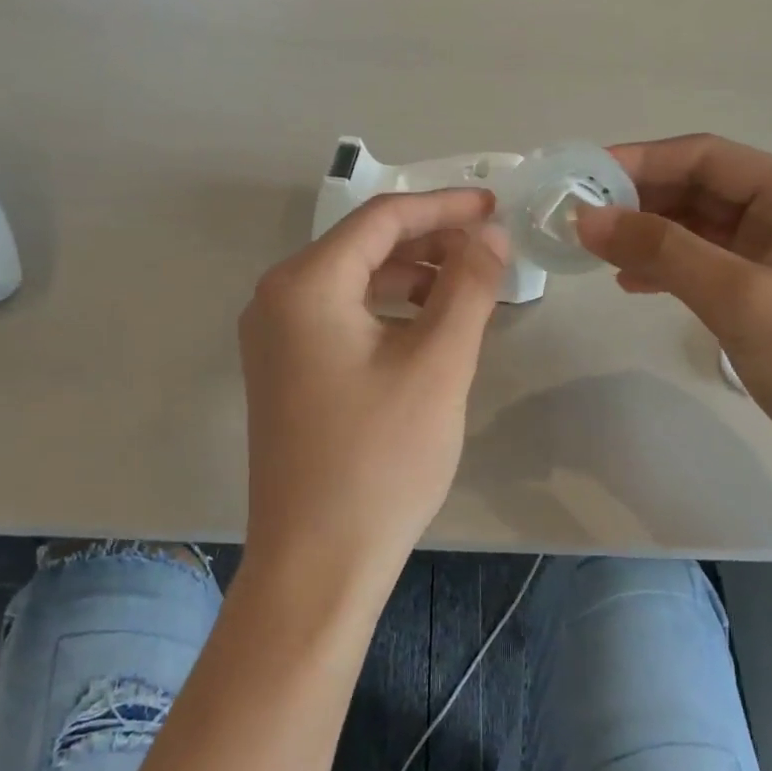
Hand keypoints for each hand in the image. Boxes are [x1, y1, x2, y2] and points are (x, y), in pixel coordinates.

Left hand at [238, 190, 507, 596]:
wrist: (317, 564)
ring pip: (355, 282)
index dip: (444, 207)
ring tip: (469, 288)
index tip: (496, 206)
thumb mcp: (438, 363)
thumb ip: (468, 286)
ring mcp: (275, 338)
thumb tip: (489, 234)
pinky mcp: (286, 371)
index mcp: (304, 284)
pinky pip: (343, 317)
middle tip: (490, 250)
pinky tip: (430, 327)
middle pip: (364, 246)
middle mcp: (277, 300)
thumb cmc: (380, 459)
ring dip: (413, 277)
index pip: (382, 219)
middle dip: (430, 242)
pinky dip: (390, 310)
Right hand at [575, 134, 771, 504]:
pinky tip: (632, 283)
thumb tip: (588, 218)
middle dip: (639, 200)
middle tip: (577, 220)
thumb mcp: (744, 301)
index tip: (580, 180)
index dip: (639, 162)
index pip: (707, 157)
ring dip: (649, 234)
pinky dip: (669, 268)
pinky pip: (709, 265)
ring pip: (700, 228)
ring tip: (595, 253)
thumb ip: (664, 252)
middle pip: (702, 188)